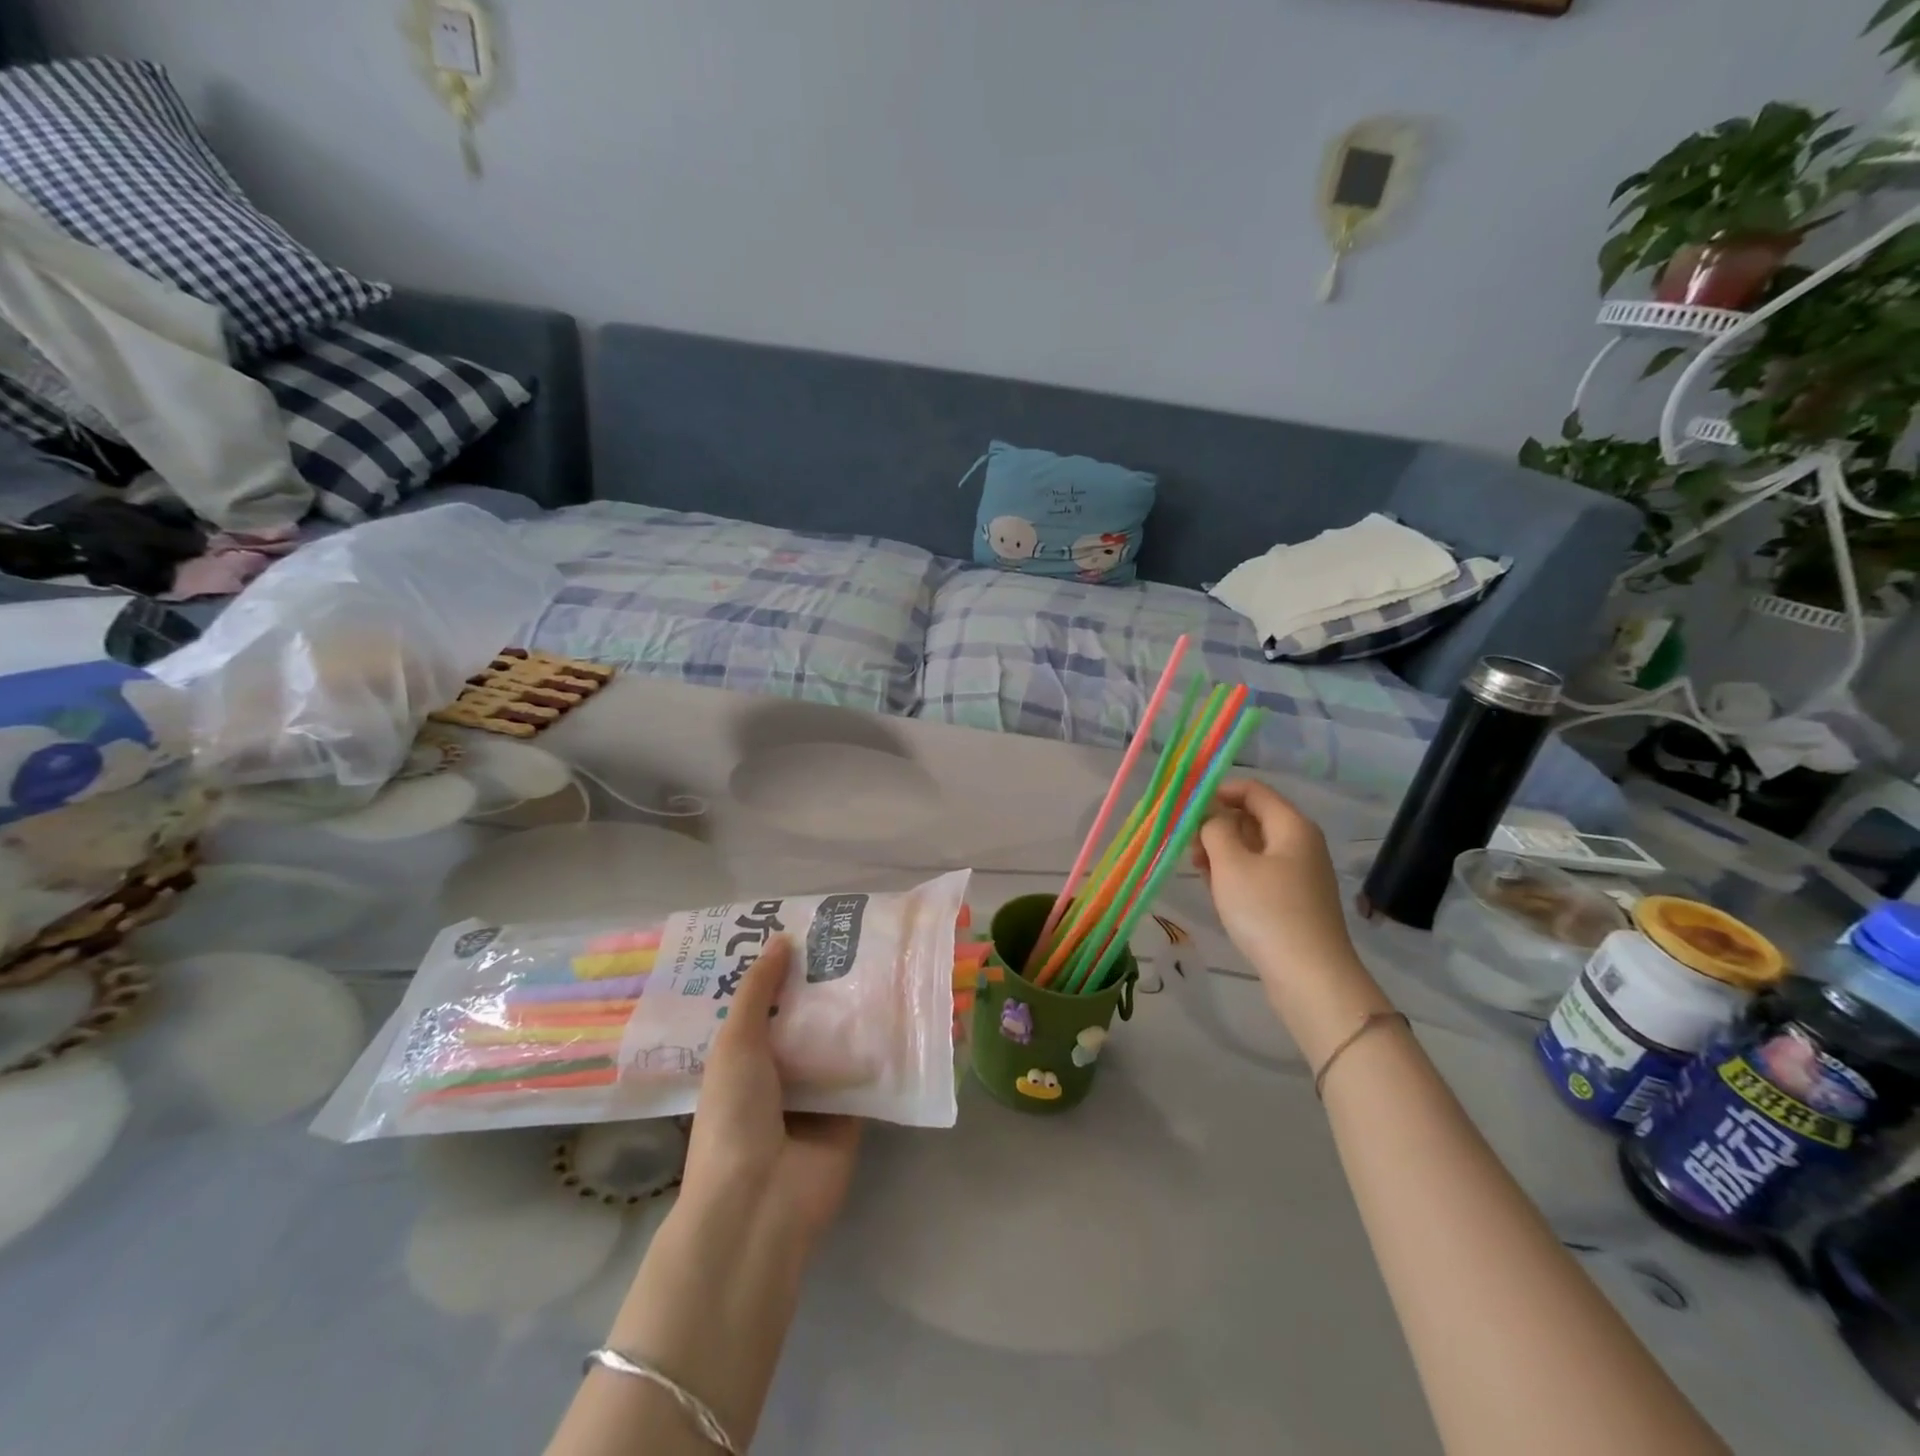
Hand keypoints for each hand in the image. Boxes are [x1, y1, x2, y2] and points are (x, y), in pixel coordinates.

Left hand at [680, 935, 861, 1240]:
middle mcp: (780, 1072)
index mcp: (743, 1058)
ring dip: (855, 1010)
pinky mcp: (852, 1113)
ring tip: (883, 958)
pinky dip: (882, 1046)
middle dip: (824, 984)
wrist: (761, 1200)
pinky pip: (868, 1071)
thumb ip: (758, 991)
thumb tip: (781, 939)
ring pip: (839, 1041)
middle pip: (806, 1019)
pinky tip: (903, 1004)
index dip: (782, 970)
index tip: (806, 929)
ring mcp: (817, 1094)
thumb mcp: (735, 1043)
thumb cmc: (734, 1116)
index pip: (765, 1004)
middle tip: (853, 936)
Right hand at [1193, 781, 1379, 1035]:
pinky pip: (1259, 875)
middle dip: (1217, 828)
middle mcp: (1300, 844)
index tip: (1185, 808)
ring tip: (1200, 875)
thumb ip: (1214, 829)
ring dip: (1223, 856)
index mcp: (1291, 826)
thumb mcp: (1230, 864)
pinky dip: (1236, 878)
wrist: (1310, 978)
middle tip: (1189, 849)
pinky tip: (1219, 897)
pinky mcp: (1295, 902)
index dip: (1218, 791)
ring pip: (1253, 850)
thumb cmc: (1267, 912)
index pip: (1252, 790)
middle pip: (1252, 819)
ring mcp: (1300, 874)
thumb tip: (1210, 816)